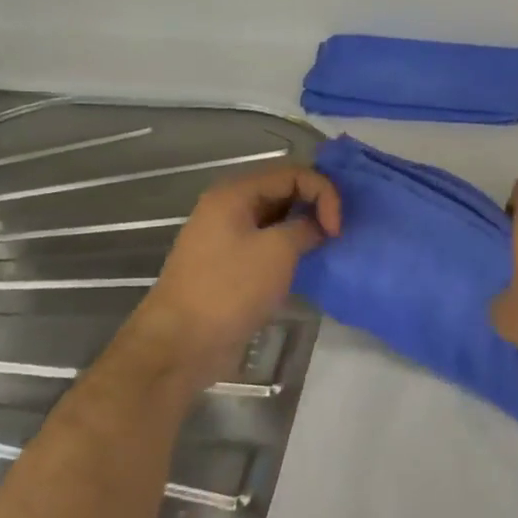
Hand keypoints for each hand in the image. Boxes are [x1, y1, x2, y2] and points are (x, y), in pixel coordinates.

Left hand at [127, 162, 341, 381]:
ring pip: (277, 217)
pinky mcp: (231, 264)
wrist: (181, 344)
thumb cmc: (229, 290)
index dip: (323, 193)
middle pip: (284, 190)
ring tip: (326, 246)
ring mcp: (227, 237)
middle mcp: (229, 207)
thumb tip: (318, 226)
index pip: (293, 173)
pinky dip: (290, 247)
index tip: (337, 229)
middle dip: (315, 205)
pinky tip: (306, 263)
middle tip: (336, 234)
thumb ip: (306, 227)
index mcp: (235, 194)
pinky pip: (267, 242)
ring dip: (304, 227)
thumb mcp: (277, 251)